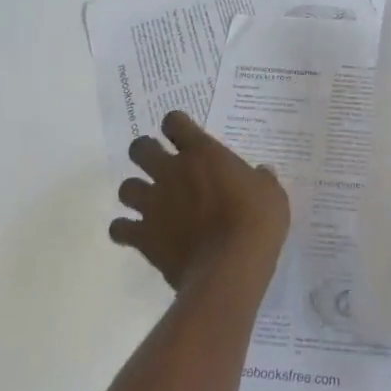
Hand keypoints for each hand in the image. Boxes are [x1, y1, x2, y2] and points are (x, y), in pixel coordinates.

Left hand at [111, 112, 289, 291]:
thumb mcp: (271, 194)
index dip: (176, 125)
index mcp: (203, 153)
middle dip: (146, 153)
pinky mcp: (143, 237)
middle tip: (161, 165)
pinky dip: (125, 230)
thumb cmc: (256, 222)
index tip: (183, 135)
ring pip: (126, 187)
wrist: (230, 267)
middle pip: (140, 148)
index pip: (175, 122)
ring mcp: (153, 204)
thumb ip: (260, 179)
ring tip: (150, 203)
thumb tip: (261, 174)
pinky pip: (119, 229)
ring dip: (136, 192)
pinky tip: (138, 235)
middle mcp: (171, 172)